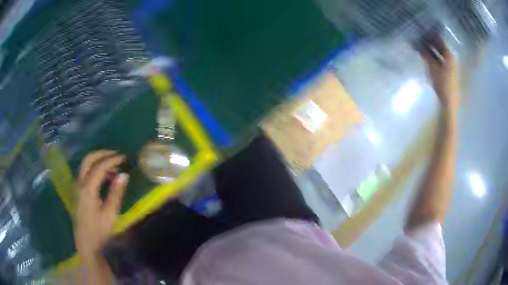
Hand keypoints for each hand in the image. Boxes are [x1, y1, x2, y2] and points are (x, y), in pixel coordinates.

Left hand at [74, 150, 128, 260]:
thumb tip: (124, 175)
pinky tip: (105, 178)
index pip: (99, 167)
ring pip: (86, 165)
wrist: (86, 243)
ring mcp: (77, 186)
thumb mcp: (110, 214)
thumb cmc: (99, 231)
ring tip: (113, 168)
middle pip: (88, 160)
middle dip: (102, 154)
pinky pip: (85, 173)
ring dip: (99, 161)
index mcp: (87, 189)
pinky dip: (95, 169)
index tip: (124, 158)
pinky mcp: (77, 191)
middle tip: (116, 155)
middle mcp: (79, 183)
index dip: (112, 160)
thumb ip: (116, 193)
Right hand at [420, 36, 459, 108]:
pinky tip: (426, 55)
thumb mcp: (433, 67)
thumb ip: (426, 55)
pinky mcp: (447, 72)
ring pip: (439, 53)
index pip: (440, 39)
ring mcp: (449, 65)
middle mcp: (450, 58)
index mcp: (449, 54)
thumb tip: (418, 44)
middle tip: (419, 36)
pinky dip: (433, 56)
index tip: (423, 28)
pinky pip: (439, 60)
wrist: (449, 103)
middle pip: (440, 46)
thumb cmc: (443, 84)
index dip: (431, 33)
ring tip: (420, 45)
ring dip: (431, 49)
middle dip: (430, 41)